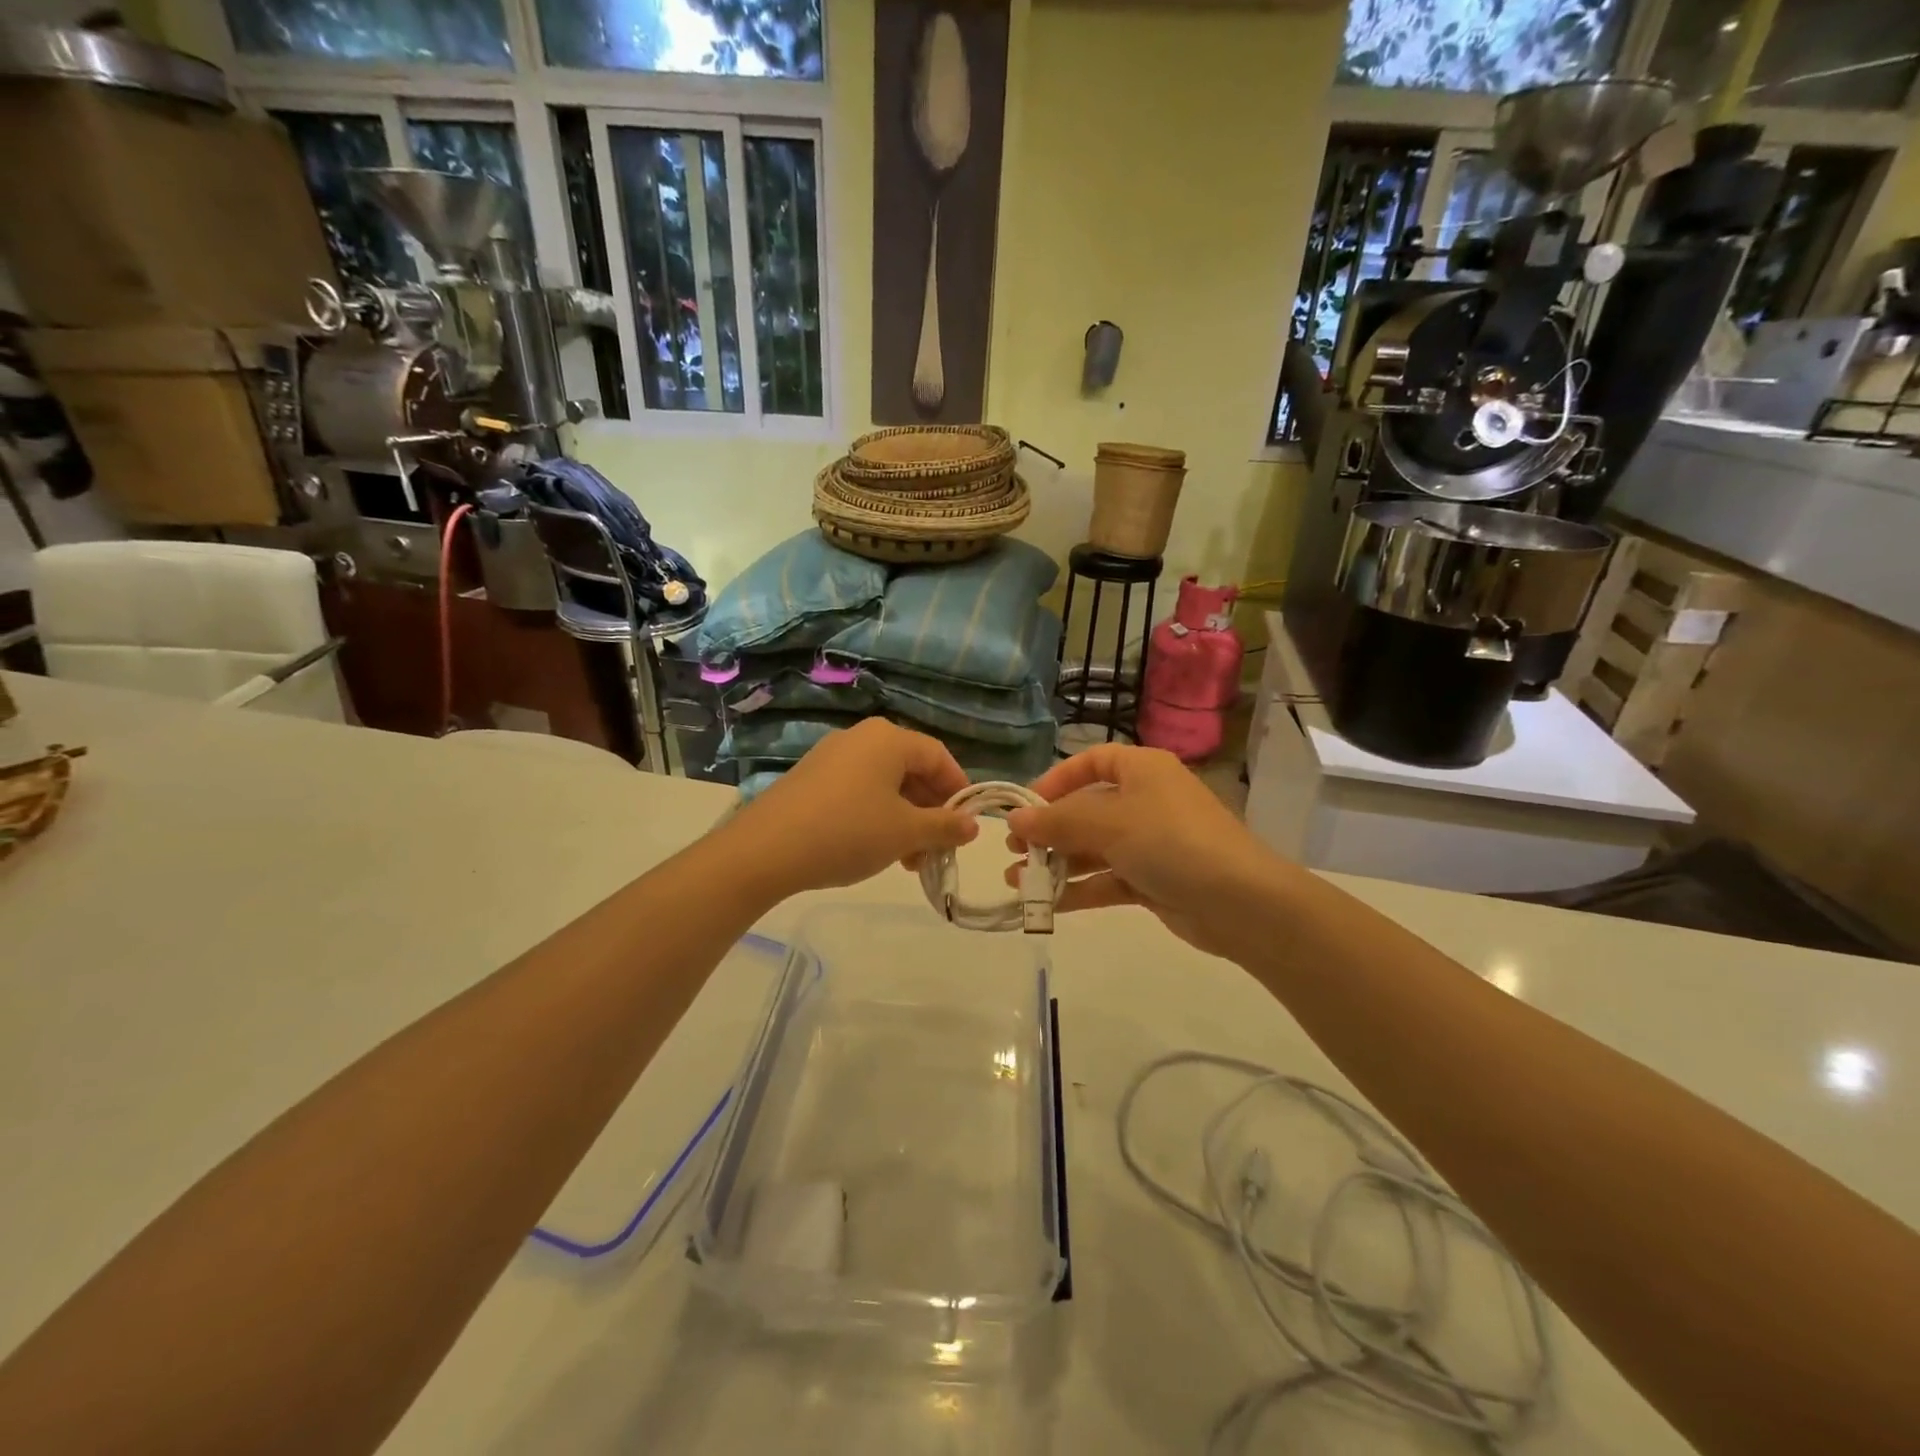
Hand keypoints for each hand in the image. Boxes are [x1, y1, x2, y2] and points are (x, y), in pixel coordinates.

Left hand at [723, 718, 978, 899]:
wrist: (766, 850)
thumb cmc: (848, 832)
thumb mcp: (906, 833)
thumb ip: (945, 826)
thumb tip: (972, 825)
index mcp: (889, 739)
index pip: (939, 756)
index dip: (958, 789)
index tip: (967, 824)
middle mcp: (861, 738)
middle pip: (911, 770)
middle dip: (930, 810)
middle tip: (938, 848)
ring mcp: (831, 757)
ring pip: (885, 784)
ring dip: (905, 819)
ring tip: (909, 860)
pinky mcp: (811, 779)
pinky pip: (858, 791)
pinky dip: (876, 816)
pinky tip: (876, 850)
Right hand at [1004, 745, 1296, 960]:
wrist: (1240, 902)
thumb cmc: (1171, 841)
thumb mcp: (1109, 823)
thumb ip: (1057, 821)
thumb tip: (1014, 820)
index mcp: (1141, 770)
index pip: (1093, 762)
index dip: (1057, 779)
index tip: (1026, 806)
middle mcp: (1145, 801)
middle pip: (1087, 809)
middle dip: (1048, 830)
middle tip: (1013, 849)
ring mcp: (1150, 843)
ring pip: (1093, 848)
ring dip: (1056, 863)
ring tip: (1017, 882)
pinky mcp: (1152, 881)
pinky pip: (1106, 879)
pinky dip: (1077, 889)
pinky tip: (1045, 905)